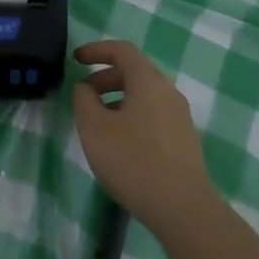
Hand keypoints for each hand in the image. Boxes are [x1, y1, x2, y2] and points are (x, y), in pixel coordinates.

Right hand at [72, 41, 215, 231]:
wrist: (182, 208)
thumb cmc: (133, 160)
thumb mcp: (94, 128)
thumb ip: (84, 101)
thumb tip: (86, 89)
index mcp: (148, 81)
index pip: (122, 50)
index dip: (97, 50)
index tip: (76, 59)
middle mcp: (168, 92)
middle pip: (134, 72)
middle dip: (105, 77)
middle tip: (83, 95)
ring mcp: (180, 117)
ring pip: (144, 95)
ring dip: (117, 99)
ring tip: (97, 123)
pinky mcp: (183, 140)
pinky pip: (153, 114)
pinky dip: (131, 115)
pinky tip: (119, 143)